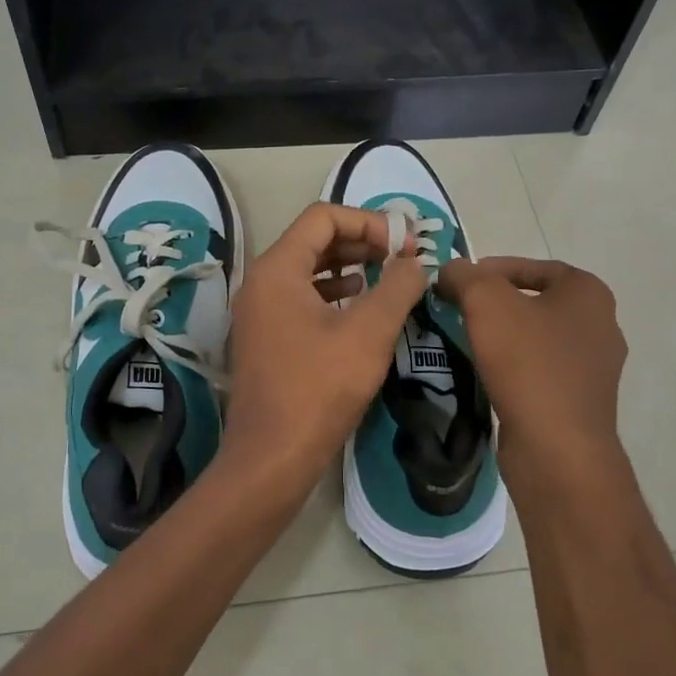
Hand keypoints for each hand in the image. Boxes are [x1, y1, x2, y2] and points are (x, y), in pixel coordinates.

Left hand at [223, 203, 428, 492]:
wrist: (271, 457)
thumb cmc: (319, 388)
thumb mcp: (369, 332)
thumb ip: (397, 287)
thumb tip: (416, 262)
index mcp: (278, 269)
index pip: (324, 217)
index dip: (369, 221)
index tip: (405, 244)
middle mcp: (261, 282)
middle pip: (314, 240)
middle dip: (362, 242)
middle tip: (403, 257)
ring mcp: (259, 311)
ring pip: (308, 270)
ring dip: (350, 267)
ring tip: (388, 277)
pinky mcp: (266, 337)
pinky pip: (301, 298)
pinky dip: (333, 293)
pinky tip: (360, 306)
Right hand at [435, 257, 627, 483]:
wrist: (557, 448)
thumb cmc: (528, 363)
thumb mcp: (486, 302)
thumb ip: (465, 276)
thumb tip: (451, 271)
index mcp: (589, 294)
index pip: (534, 266)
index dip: (492, 268)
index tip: (459, 282)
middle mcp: (601, 326)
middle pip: (535, 302)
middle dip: (495, 304)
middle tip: (458, 309)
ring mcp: (594, 368)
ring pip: (537, 338)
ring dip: (503, 336)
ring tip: (466, 340)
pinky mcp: (580, 402)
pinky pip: (540, 371)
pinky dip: (513, 367)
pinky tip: (487, 374)